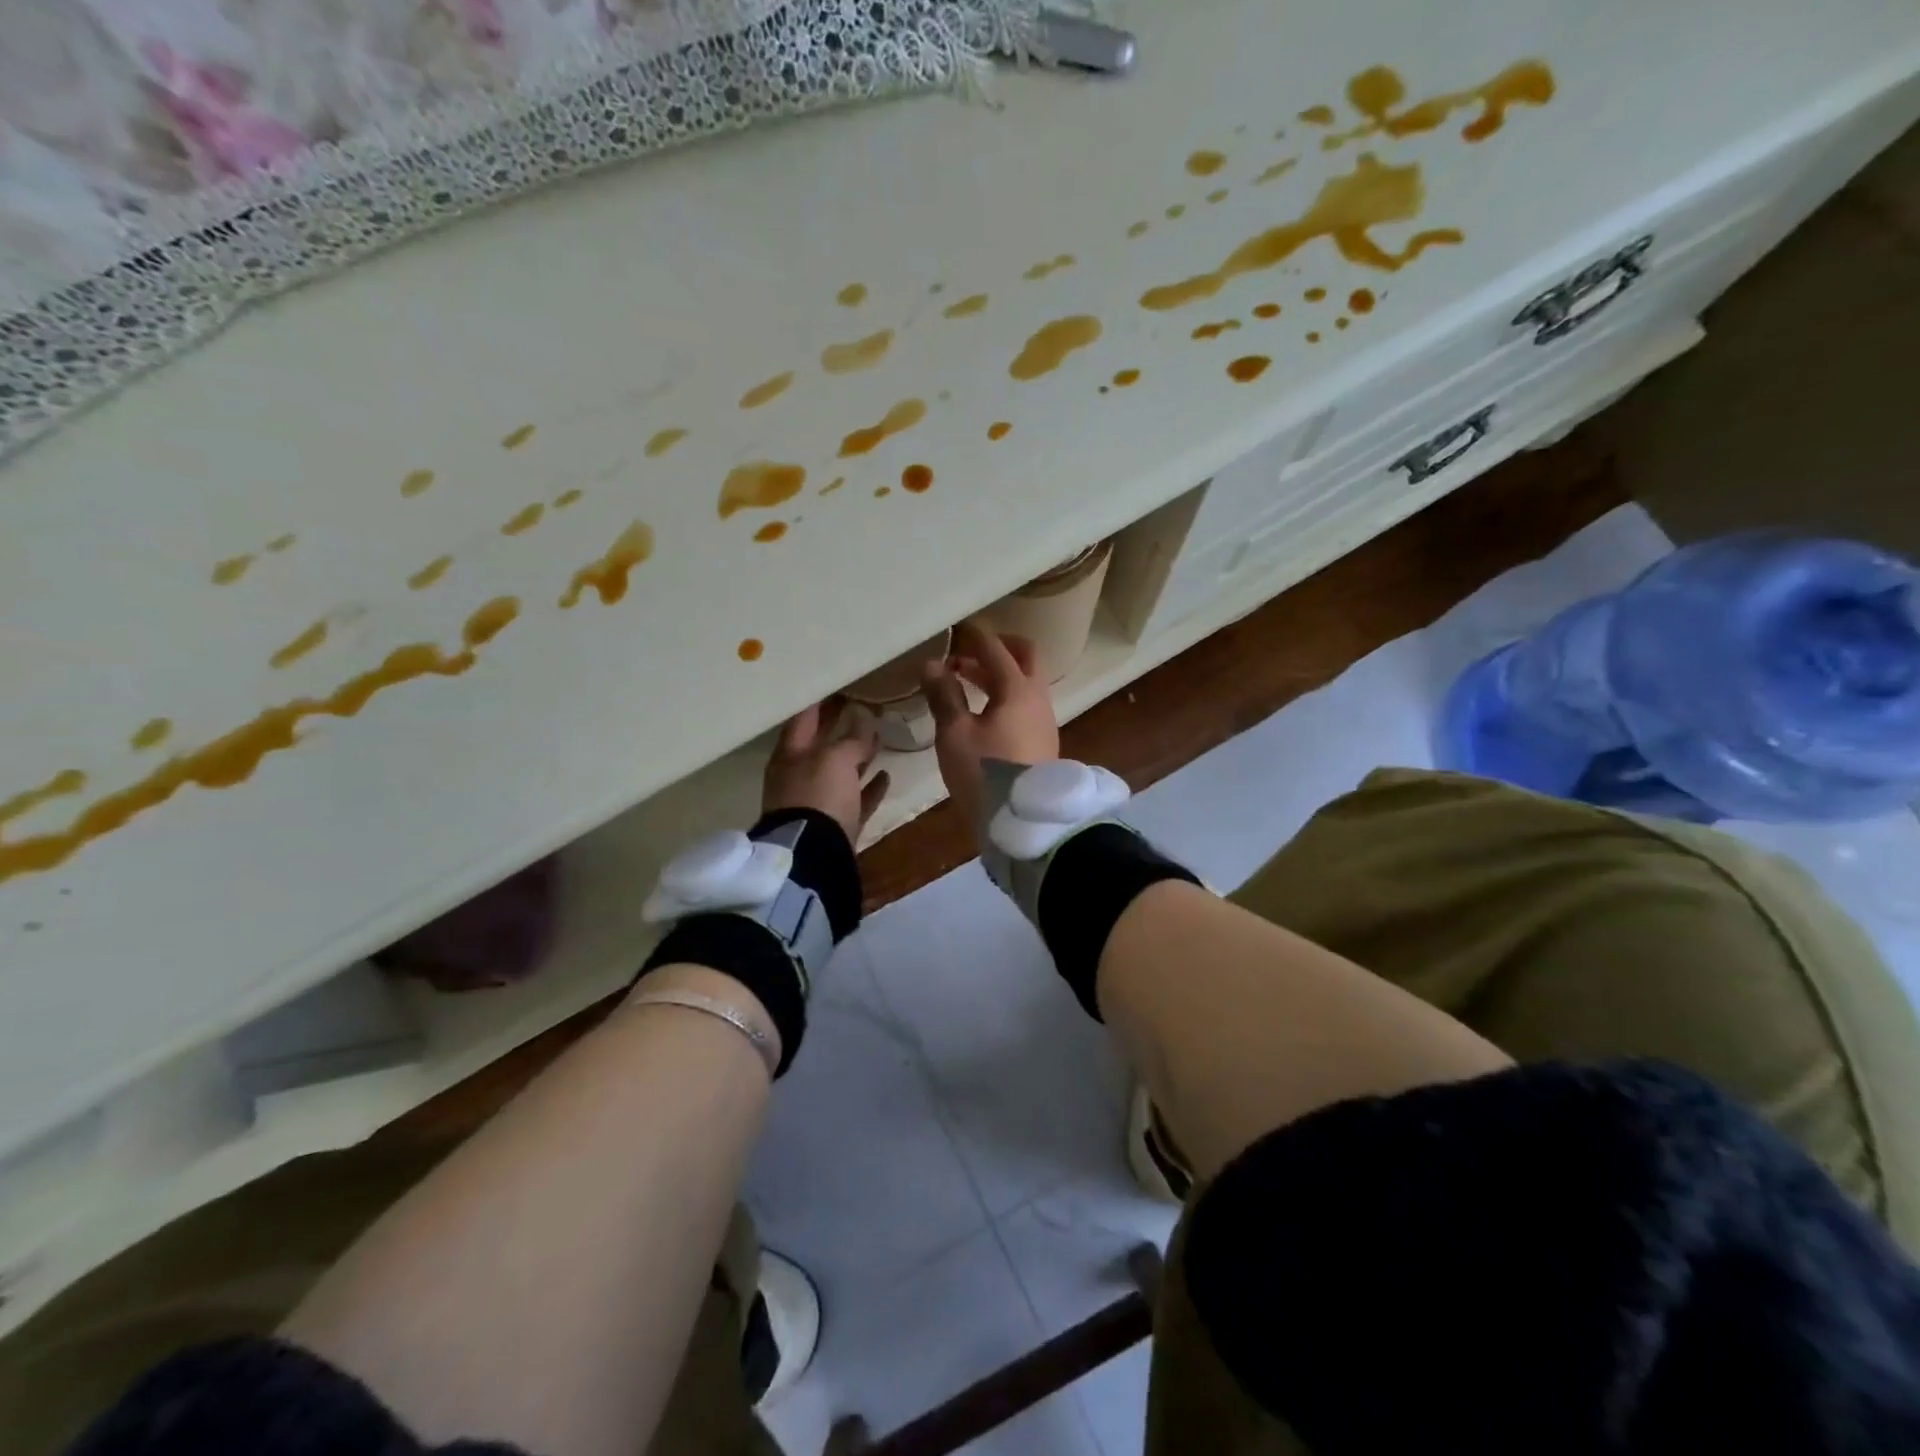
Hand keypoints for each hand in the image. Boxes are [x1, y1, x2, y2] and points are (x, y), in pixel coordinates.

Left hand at [763, 699, 889, 844]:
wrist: (814, 856)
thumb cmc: (818, 796)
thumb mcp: (835, 759)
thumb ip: (852, 739)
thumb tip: (864, 720)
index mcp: (790, 756)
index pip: (803, 720)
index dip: (820, 703)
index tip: (837, 686)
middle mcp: (799, 777)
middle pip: (821, 746)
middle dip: (840, 728)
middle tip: (862, 707)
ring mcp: (817, 803)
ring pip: (839, 773)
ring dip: (858, 757)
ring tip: (879, 739)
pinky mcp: (835, 825)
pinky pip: (854, 800)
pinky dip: (868, 788)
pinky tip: (886, 776)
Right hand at [923, 618, 1060, 828]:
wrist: (1023, 821)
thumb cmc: (985, 772)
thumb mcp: (955, 734)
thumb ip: (944, 695)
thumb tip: (932, 665)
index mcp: (1018, 689)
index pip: (996, 648)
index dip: (974, 635)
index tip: (956, 626)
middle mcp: (1038, 698)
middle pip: (1025, 657)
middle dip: (997, 648)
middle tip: (967, 651)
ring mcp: (1044, 720)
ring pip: (1025, 682)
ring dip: (998, 674)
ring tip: (964, 679)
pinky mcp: (1042, 741)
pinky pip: (1025, 703)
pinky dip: (1005, 694)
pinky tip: (982, 710)